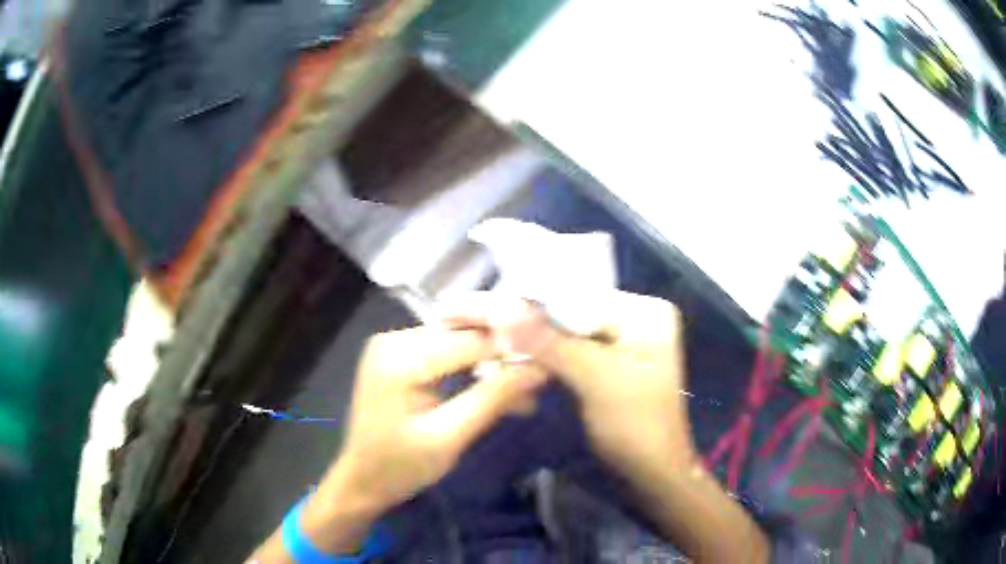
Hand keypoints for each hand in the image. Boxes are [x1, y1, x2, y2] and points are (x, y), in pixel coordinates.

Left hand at [332, 325, 546, 512]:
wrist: (362, 479)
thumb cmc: (401, 467)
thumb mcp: (450, 438)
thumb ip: (492, 399)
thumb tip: (539, 369)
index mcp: (399, 358)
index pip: (471, 340)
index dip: (512, 352)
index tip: (547, 369)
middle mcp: (393, 338)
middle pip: (464, 336)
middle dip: (502, 358)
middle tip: (535, 385)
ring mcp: (393, 343)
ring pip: (458, 341)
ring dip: (490, 364)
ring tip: (520, 391)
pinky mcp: (397, 354)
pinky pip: (444, 350)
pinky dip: (470, 367)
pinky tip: (492, 386)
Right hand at [443, 292, 769, 562]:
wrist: (652, 475)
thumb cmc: (638, 429)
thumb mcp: (598, 381)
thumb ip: (551, 342)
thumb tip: (501, 307)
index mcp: (643, 312)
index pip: (573, 295)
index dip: (521, 298)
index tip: (472, 302)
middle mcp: (630, 317)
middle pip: (563, 310)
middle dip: (514, 317)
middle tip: (459, 314)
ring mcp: (616, 340)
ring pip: (557, 331)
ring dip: (518, 338)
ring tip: (472, 335)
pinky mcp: (601, 362)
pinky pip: (561, 350)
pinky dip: (532, 355)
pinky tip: (499, 356)